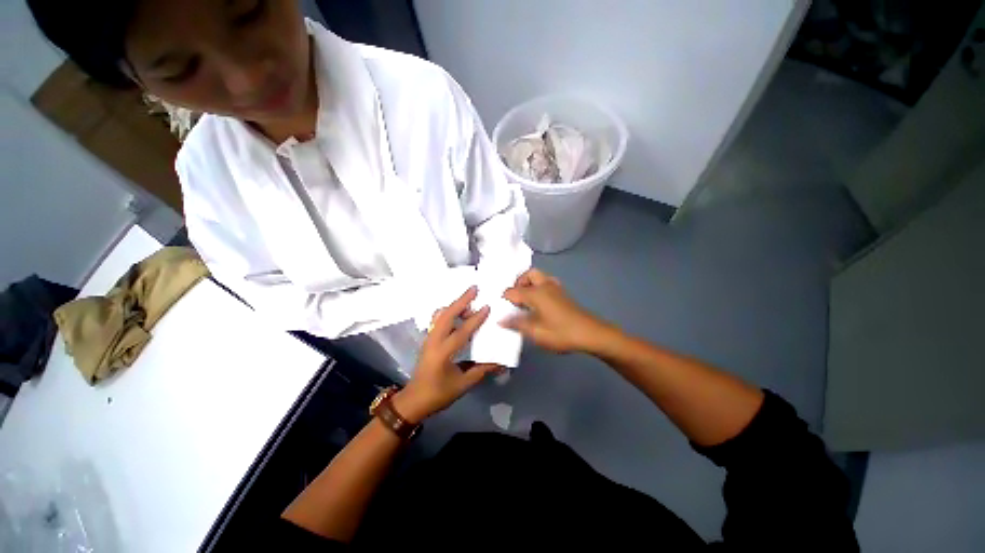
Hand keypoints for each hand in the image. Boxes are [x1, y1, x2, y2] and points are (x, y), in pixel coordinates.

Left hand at [394, 287, 499, 422]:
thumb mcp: (462, 384)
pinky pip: (438, 319)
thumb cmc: (438, 394)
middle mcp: (434, 341)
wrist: (413, 400)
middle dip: (461, 300)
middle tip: (474, 288)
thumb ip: (481, 370)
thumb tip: (501, 363)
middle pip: (447, 315)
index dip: (475, 319)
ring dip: (455, 305)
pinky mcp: (428, 339)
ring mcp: (429, 338)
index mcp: (443, 353)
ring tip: (469, 302)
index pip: (461, 332)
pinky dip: (448, 312)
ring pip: (441, 315)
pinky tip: (458, 314)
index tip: (486, 307)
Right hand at [501, 268, 611, 353]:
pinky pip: (546, 283)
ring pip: (539, 277)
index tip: (501, 309)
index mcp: (535, 293)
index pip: (513, 291)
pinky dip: (539, 288)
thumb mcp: (536, 332)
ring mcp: (556, 288)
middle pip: (529, 274)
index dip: (505, 299)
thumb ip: (517, 324)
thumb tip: (500, 320)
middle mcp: (544, 285)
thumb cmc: (561, 333)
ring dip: (529, 284)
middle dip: (519, 283)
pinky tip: (539, 304)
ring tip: (526, 301)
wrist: (591, 334)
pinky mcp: (563, 294)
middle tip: (515, 299)